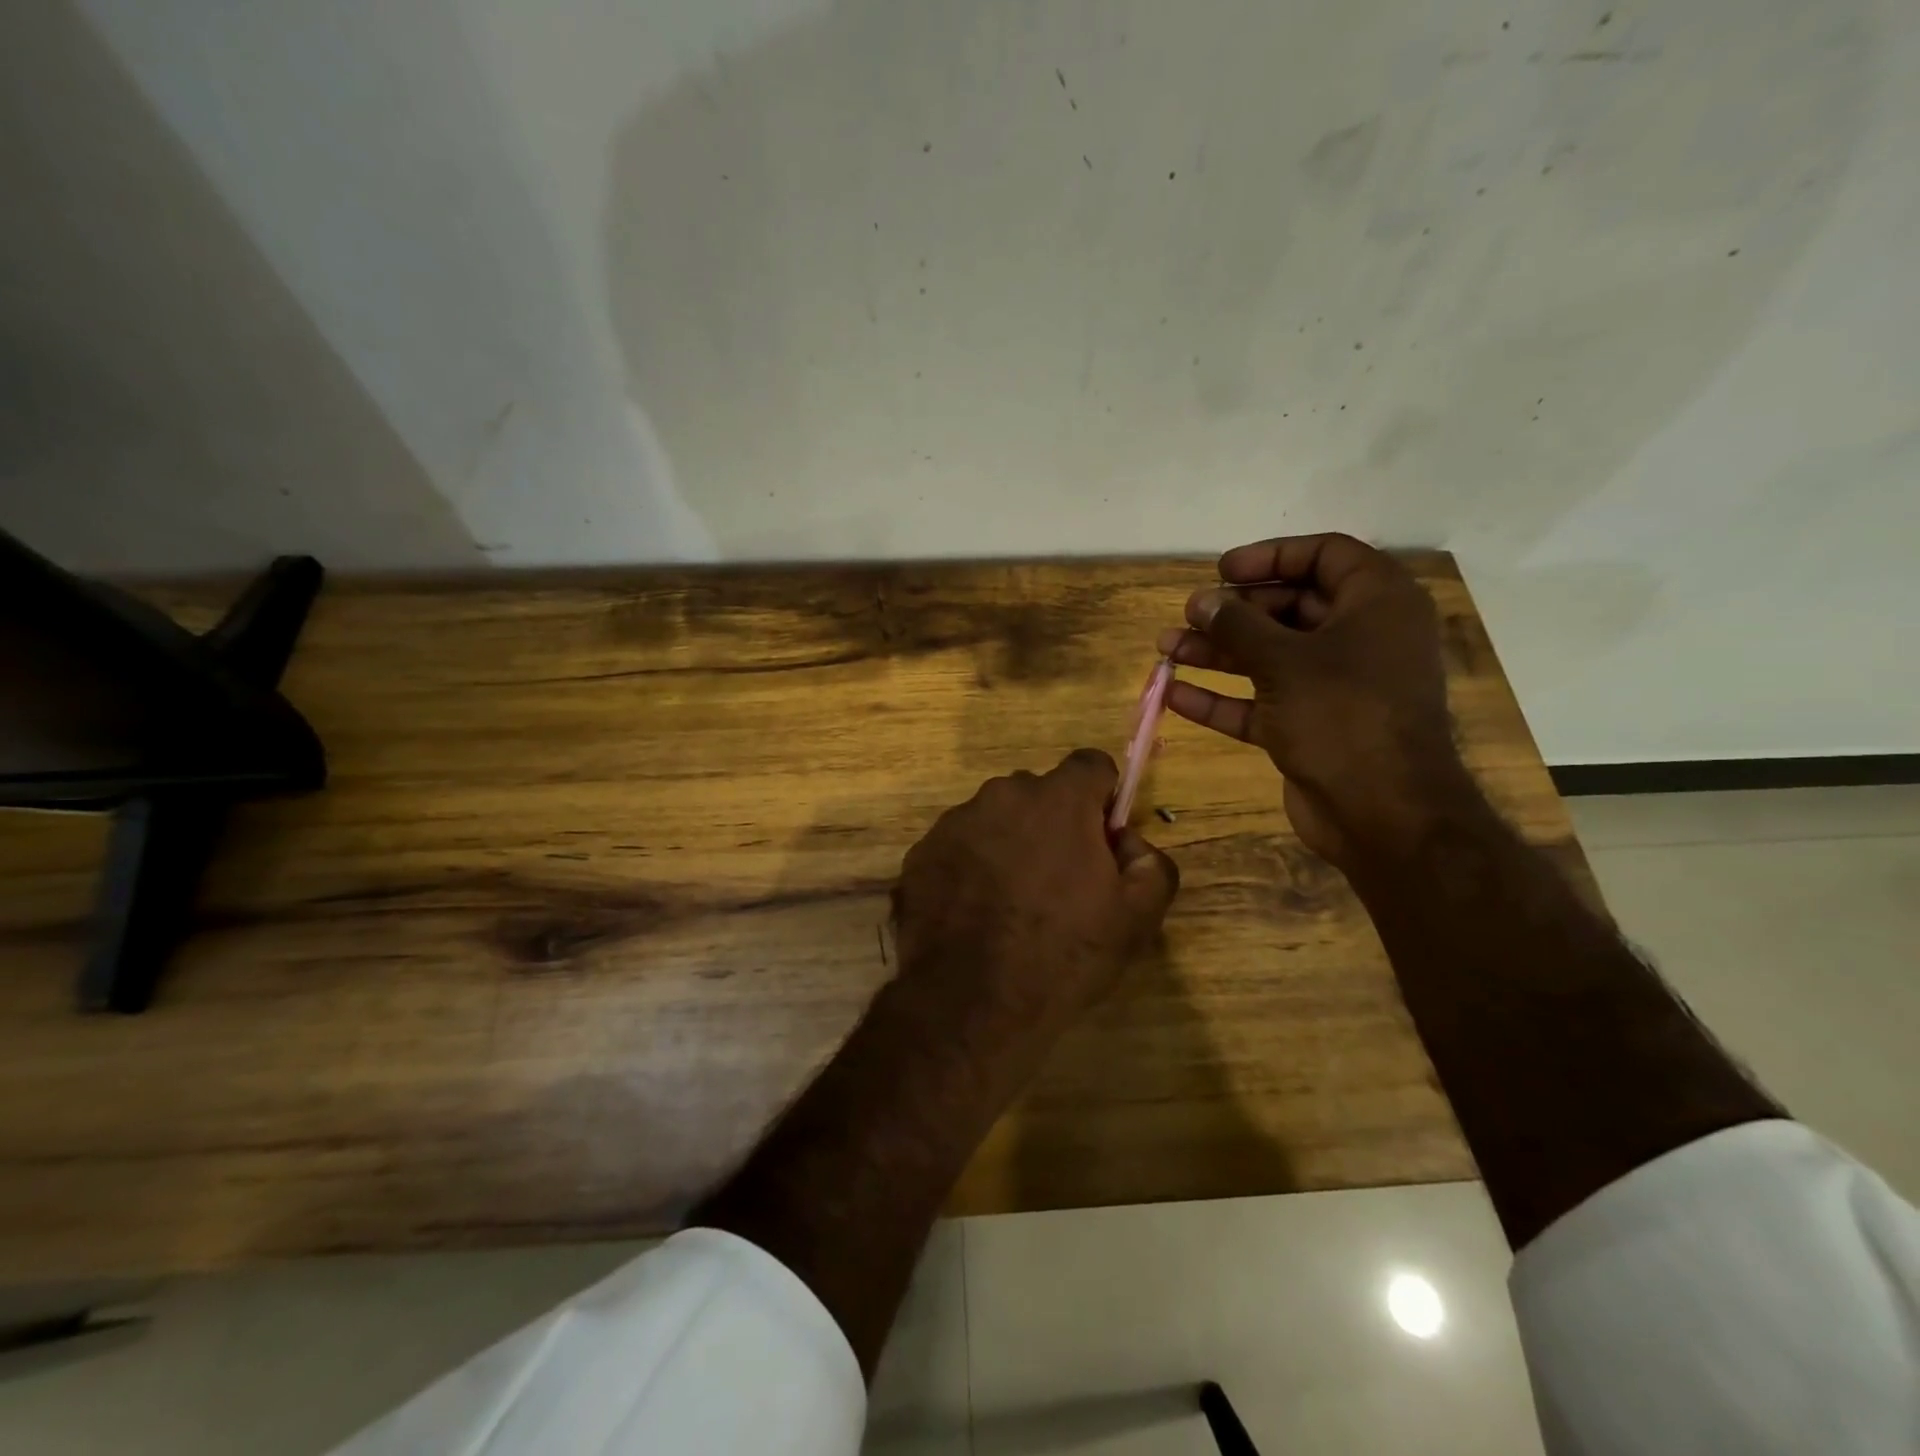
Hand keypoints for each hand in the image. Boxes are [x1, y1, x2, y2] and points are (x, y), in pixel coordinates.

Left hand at [892, 749, 1178, 1055]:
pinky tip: (975, 914)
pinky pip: (959, 847)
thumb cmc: (1061, 956)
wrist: (967, 1002)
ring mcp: (955, 822)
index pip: (1091, 766)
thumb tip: (1129, 844)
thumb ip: (1151, 865)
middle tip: (1059, 882)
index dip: (1103, 799)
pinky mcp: (921, 853)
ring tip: (1011, 904)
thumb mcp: (1135, 920)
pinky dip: (971, 867)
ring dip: (1009, 844)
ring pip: (996, 819)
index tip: (1102, 839)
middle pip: (1040, 794)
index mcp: (1058, 800)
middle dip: (1054, 825)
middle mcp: (1002, 795)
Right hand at [1156, 533, 1479, 867]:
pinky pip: (1262, 702)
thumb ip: (1238, 625)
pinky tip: (1175, 695)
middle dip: (1234, 612)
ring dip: (1218, 652)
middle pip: (1291, 608)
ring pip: (1270, 657)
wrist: (1383, 814)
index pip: (1325, 555)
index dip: (1271, 556)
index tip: (1222, 570)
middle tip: (1188, 614)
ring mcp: (1335, 686)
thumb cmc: (1343, 715)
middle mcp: (1360, 639)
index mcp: (1376, 604)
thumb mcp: (1284, 661)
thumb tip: (1202, 601)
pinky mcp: (1311, 727)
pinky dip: (1223, 698)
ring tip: (1165, 649)